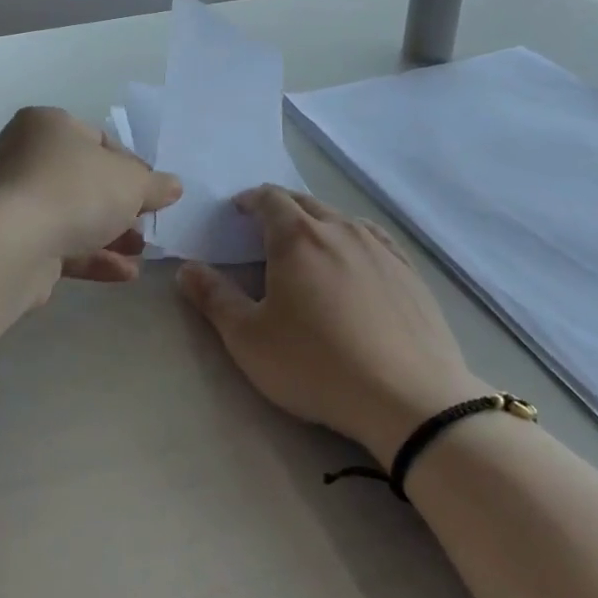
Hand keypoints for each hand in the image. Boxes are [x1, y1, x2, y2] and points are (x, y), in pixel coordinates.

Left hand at [0, 106, 181, 287]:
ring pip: (71, 214)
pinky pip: (58, 242)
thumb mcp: (132, 182)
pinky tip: (124, 274)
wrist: (16, 243)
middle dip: (120, 207)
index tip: (152, 192)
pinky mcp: (12, 239)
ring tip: (140, 253)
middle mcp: (24, 155)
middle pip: (84, 180)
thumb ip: (156, 184)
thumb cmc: (77, 191)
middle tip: (145, 225)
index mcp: (47, 125)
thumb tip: (173, 187)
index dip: (132, 167)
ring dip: (109, 235)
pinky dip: (90, 256)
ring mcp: (14, 199)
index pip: (98, 141)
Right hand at [177, 186, 485, 467]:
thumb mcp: (249, 339)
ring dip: (318, 222)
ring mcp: (380, 248)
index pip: (270, 199)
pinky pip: (373, 239)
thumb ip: (214, 299)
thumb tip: (188, 268)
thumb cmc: (317, 365)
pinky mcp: (409, 271)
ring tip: (308, 244)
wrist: (409, 397)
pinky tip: (355, 259)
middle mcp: (340, 229)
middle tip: (265, 226)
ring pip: (341, 219)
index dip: (251, 200)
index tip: (239, 210)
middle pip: (306, 202)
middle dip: (281, 207)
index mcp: (298, 237)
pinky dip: (353, 239)